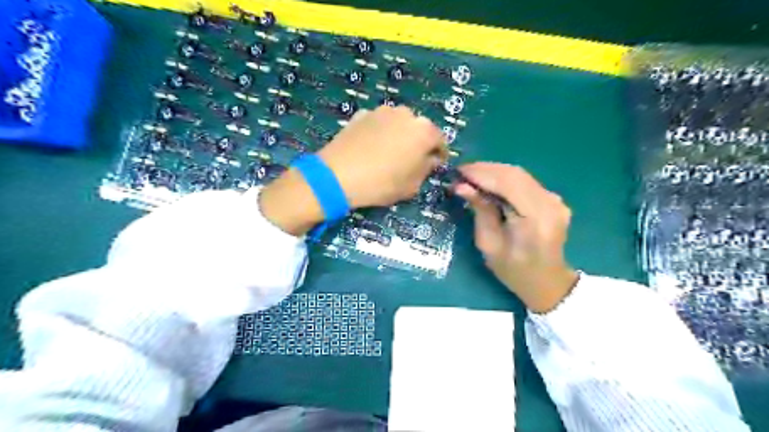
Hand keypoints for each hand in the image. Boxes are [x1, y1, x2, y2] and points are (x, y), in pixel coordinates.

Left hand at [317, 106, 444, 209]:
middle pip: (419, 129)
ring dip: (399, 135)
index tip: (435, 165)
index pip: (440, 141)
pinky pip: (378, 124)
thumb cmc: (382, 184)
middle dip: (418, 143)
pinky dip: (379, 133)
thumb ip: (426, 169)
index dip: (439, 155)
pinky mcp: (362, 113)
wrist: (338, 175)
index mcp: (424, 131)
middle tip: (410, 160)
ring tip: (388, 153)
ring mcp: (382, 111)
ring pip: (398, 124)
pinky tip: (370, 148)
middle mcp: (406, 114)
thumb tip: (430, 160)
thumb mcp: (412, 186)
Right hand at [451, 163, 572, 310]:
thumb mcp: (488, 244)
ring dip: (493, 172)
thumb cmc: (513, 271)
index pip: (508, 184)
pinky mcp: (553, 199)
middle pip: (514, 174)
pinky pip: (525, 181)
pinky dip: (504, 178)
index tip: (458, 172)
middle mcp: (550, 204)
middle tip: (461, 173)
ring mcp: (555, 200)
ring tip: (470, 176)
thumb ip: (480, 211)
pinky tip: (489, 183)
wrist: (546, 282)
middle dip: (485, 169)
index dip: (481, 174)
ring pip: (520, 174)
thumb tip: (462, 186)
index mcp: (535, 220)